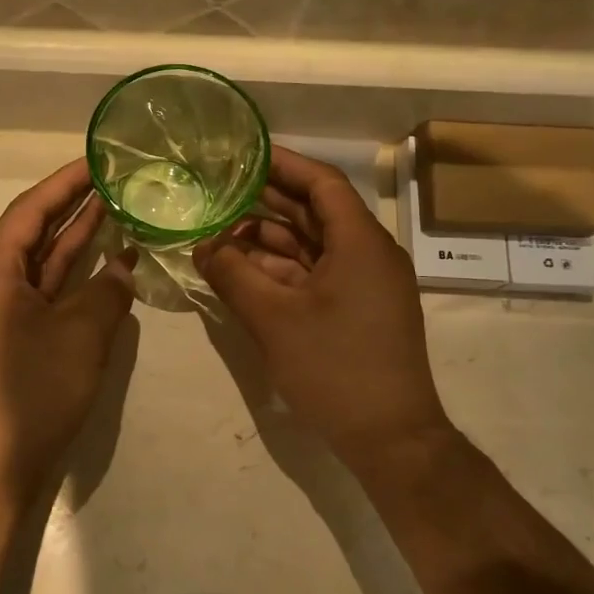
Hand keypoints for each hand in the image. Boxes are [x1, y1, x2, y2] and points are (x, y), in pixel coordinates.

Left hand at [0, 160, 136, 488]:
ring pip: (45, 263)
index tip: (100, 158)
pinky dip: (78, 278)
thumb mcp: (80, 335)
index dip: (66, 181)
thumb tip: (124, 266)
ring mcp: (5, 313)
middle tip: (119, 178)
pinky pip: (50, 293)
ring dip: (79, 239)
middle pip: (36, 231)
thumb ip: (108, 291)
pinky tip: (111, 265)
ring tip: (120, 208)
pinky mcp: (18, 339)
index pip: (32, 209)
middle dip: (75, 205)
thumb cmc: (30, 392)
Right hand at [194, 146, 451, 470]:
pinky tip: (243, 272)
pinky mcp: (358, 311)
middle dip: (266, 203)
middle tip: (219, 193)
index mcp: (360, 243)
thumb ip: (233, 275)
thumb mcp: (273, 319)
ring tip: (219, 236)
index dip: (283, 164)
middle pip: (315, 213)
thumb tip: (203, 246)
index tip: (244, 154)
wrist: (390, 438)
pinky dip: (281, 271)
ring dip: (268, 241)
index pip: (322, 184)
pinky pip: (316, 275)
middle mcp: (369, 254)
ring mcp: (365, 285)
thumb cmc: (335, 369)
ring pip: (312, 247)